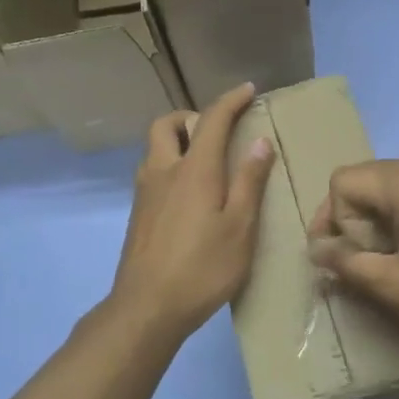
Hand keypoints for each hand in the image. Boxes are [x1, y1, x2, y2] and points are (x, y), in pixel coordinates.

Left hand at [110, 84, 276, 344]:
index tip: (249, 90)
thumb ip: (249, 182)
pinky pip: (152, 171)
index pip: (212, 120)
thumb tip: (260, 142)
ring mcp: (145, 193)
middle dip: (191, 116)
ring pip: (155, 148)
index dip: (231, 101)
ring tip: (205, 161)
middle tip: (217, 131)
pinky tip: (189, 194)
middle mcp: (163, 171)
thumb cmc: (202, 268)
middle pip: (167, 125)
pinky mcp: (138, 214)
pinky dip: (170, 165)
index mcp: (193, 170)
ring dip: (177, 140)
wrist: (147, 308)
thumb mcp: (239, 228)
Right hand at [307, 158, 398, 357]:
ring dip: (382, 225)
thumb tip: (317, 249)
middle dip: (357, 224)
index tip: (353, 261)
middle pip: (367, 182)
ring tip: (398, 266)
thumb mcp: (396, 286)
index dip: (336, 222)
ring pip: (393, 190)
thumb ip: (346, 263)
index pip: (343, 181)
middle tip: (372, 267)